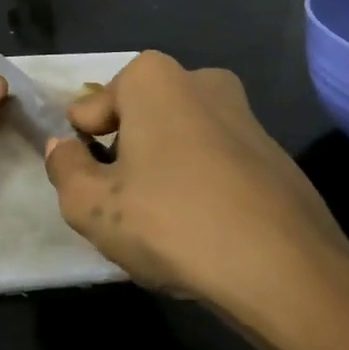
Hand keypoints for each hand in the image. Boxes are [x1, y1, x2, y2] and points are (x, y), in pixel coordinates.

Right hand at [42, 52, 348, 349]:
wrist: (285, 271)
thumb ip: (64, 169)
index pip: (90, 109)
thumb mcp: (92, 205)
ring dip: (162, 172)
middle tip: (124, 207)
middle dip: (124, 156)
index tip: (92, 188)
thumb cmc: (172, 222)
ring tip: (164, 225)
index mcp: (153, 78)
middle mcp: (202, 81)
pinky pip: (216, 163)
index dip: (82, 150)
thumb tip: (63, 148)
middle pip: (138, 120)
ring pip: (178, 142)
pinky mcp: (275, 153)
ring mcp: (245, 115)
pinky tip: (204, 231)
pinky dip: (201, 187)